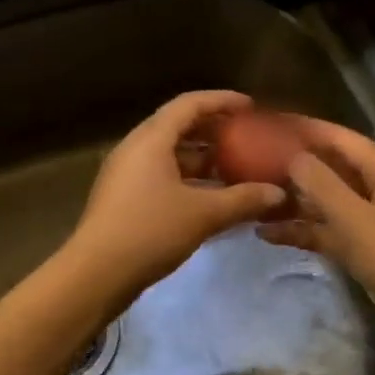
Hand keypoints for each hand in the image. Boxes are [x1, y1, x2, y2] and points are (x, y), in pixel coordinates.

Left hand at [67, 92, 287, 299]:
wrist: (96, 273)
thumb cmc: (150, 231)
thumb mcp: (203, 214)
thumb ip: (243, 199)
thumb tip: (278, 193)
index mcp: (151, 139)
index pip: (189, 104)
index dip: (222, 101)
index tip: (251, 106)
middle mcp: (135, 148)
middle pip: (178, 126)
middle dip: (213, 130)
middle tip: (246, 137)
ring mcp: (126, 173)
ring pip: (169, 154)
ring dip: (202, 158)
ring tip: (235, 168)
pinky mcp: (124, 197)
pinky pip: (161, 175)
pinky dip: (188, 178)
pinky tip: (211, 197)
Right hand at [258, 117, 374, 365]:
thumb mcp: (357, 219)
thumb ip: (322, 185)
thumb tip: (293, 156)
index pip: (342, 139)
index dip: (307, 129)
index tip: (270, 123)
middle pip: (333, 170)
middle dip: (295, 166)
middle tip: (250, 162)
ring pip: (329, 205)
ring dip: (295, 203)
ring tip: (252, 198)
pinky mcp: (371, 253)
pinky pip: (332, 234)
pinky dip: (305, 232)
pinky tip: (268, 235)